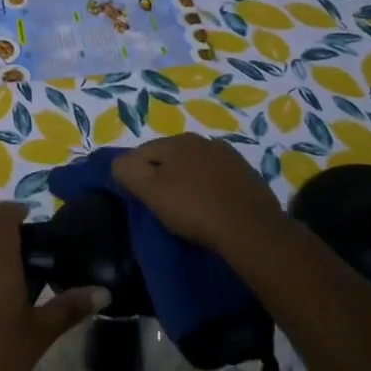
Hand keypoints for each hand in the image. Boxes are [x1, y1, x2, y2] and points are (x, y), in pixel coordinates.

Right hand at [114, 133, 285, 253]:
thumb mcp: (150, 191)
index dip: (136, 174)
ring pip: (196, 167)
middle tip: (162, 204)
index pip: (143, 152)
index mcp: (177, 141)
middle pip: (171, 157)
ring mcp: (229, 157)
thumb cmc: (194, 208)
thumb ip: (127, 170)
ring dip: (189, 181)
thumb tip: (119, 162)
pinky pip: (218, 179)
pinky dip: (211, 189)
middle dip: (164, 175)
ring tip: (189, 208)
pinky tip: (213, 208)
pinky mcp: (248, 176)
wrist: (251, 230)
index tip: (140, 198)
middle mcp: (203, 141)